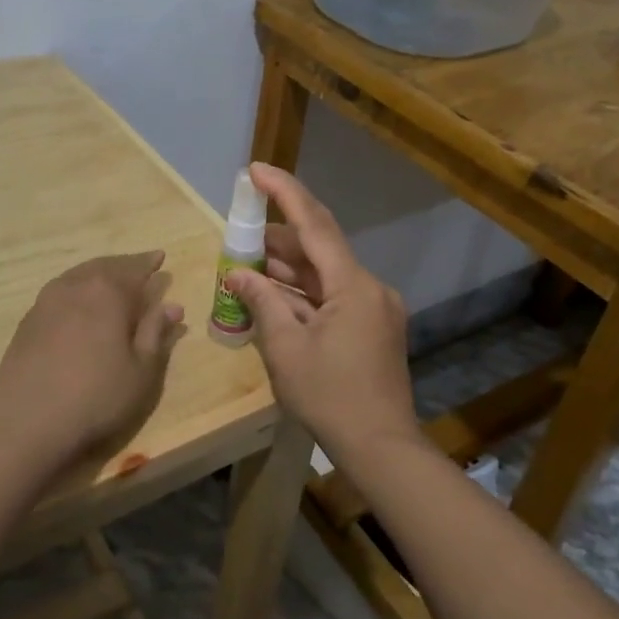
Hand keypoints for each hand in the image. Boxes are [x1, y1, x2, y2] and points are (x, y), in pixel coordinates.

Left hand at [0, 252, 184, 468]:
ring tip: (111, 281)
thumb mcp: (141, 371)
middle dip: (125, 265)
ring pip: (80, 275)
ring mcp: (47, 299)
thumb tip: (172, 306)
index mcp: (109, 291)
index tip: (161, 258)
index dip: (150, 264)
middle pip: (106, 266)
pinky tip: (80, 303)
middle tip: (139, 266)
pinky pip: (61, 290)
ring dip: (99, 274)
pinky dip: (78, 289)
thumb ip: (155, 333)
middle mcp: (77, 285)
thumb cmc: (96, 396)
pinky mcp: (29, 318)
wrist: (26, 418)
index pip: (136, 269)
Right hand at [222, 164, 416, 462]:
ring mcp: (374, 308)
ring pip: (325, 274)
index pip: (315, 224)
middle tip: (239, 236)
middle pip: (319, 249)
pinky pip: (332, 296)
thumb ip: (261, 302)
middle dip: (276, 241)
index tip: (256, 170)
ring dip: (287, 269)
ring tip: (246, 266)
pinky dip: (302, 293)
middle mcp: (370, 287)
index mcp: (353, 285)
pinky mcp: (372, 327)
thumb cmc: (330, 396)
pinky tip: (272, 296)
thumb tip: (237, 274)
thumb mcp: (285, 348)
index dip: (285, 192)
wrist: (381, 448)